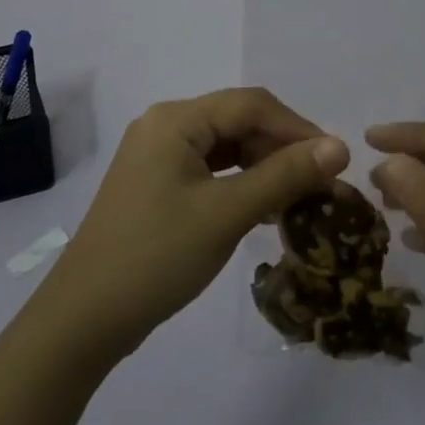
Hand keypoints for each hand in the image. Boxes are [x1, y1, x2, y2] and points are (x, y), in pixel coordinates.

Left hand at [35, 88, 348, 365]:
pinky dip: (240, 183)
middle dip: (282, 148)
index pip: (252, 105)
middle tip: (322, 183)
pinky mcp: (156, 185)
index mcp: (175, 120)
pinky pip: (210, 170)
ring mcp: (157, 156)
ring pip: (226, 147)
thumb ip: (284, 175)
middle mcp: (165, 126)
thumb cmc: (157, 257)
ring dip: (264, 167)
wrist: (83, 320)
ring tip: (300, 197)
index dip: (298, 127)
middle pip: (238, 121)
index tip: (336, 160)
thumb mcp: (227, 213)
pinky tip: (265, 207)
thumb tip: (341, 147)